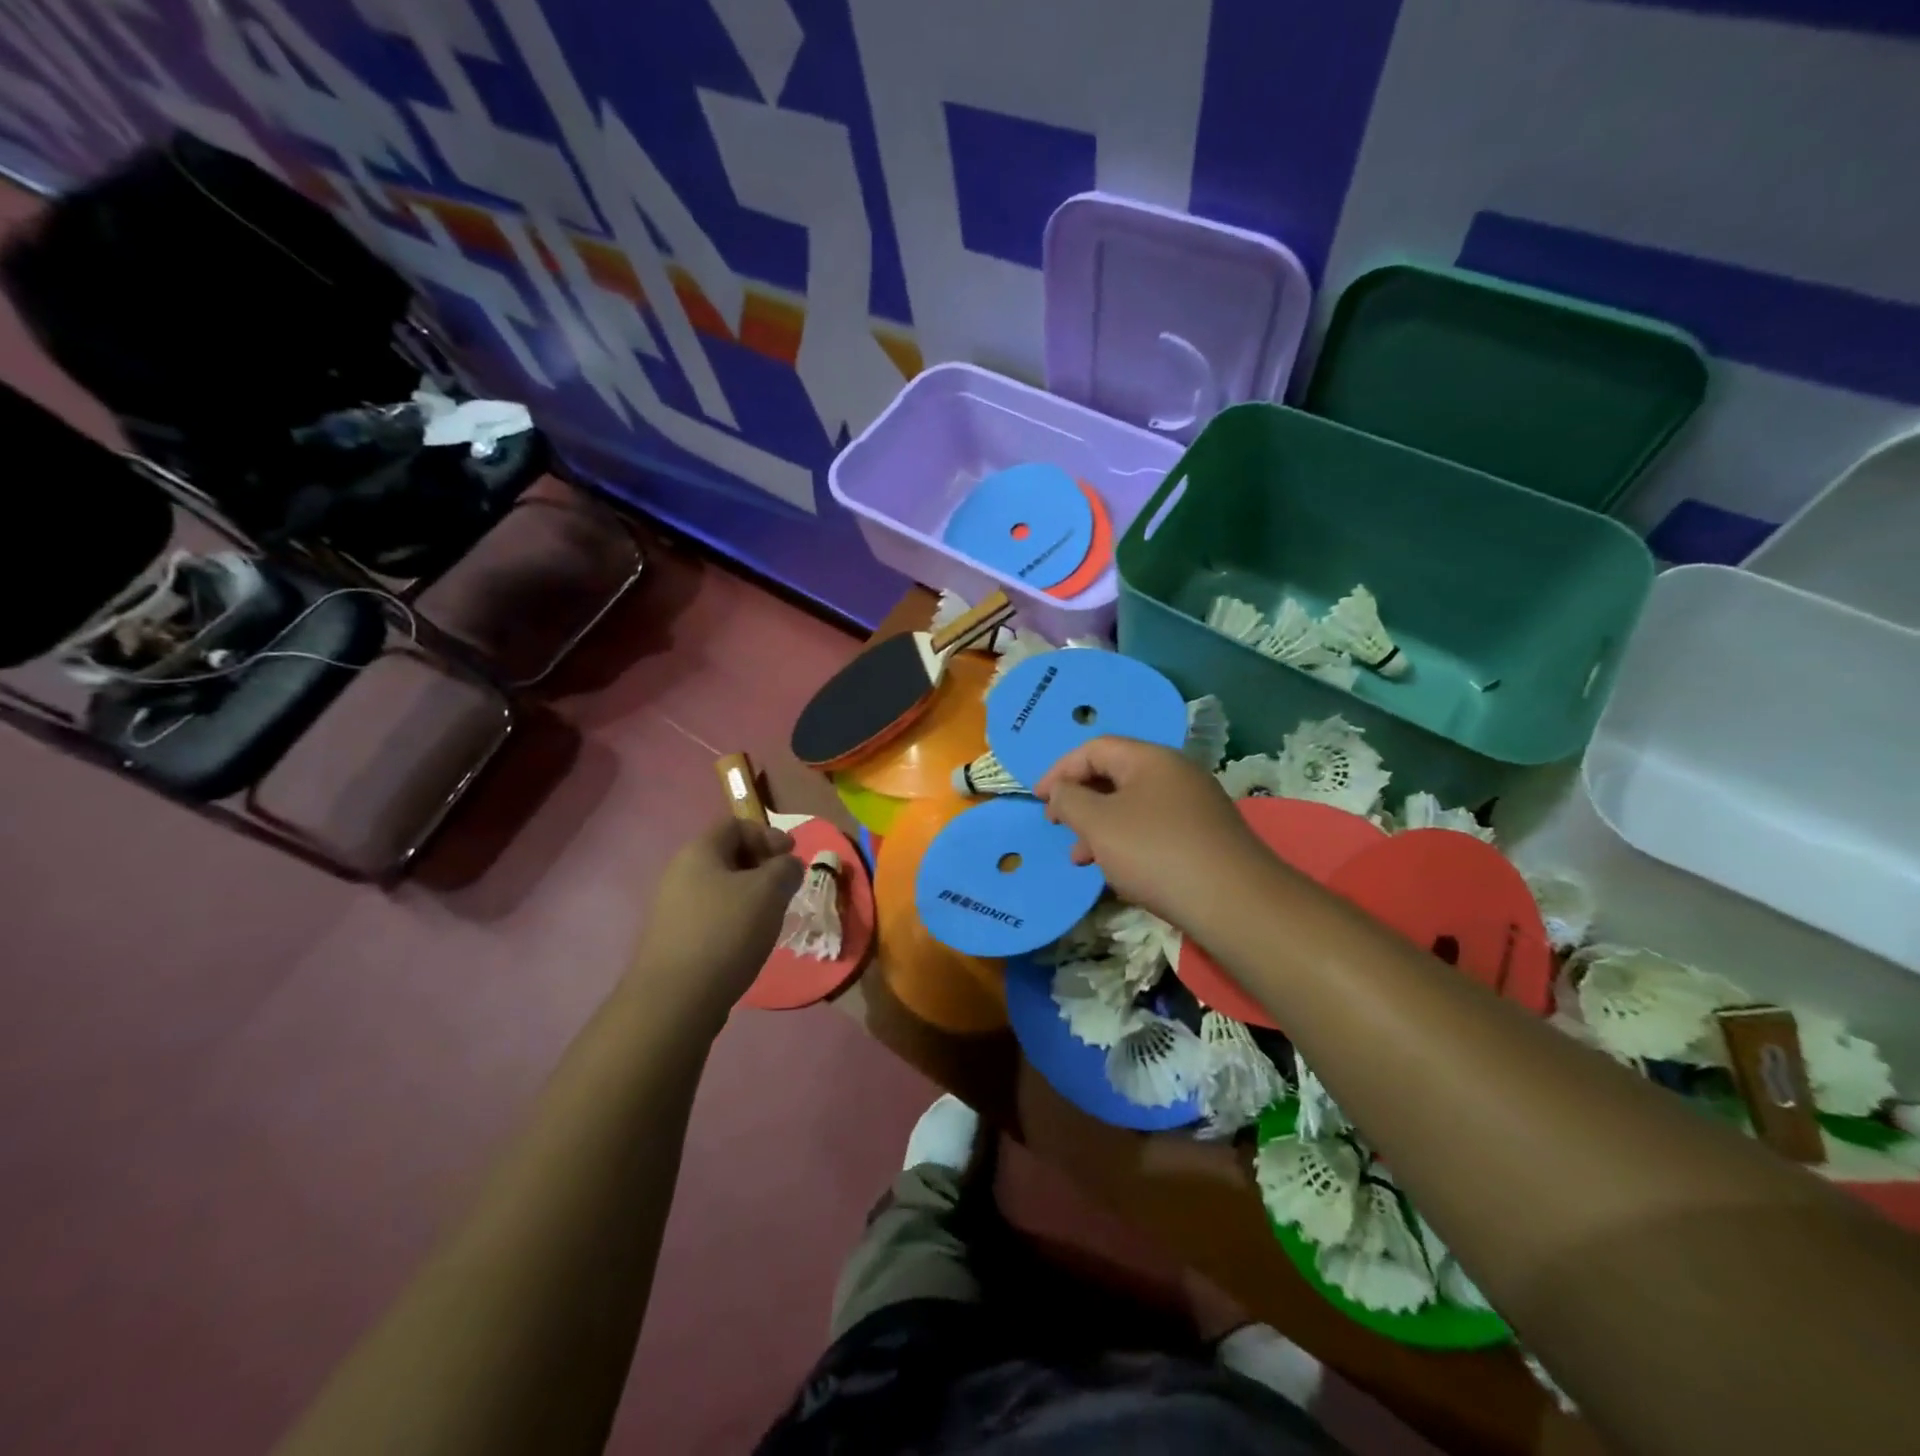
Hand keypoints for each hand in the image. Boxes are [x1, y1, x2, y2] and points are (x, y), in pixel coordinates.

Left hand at [629, 817, 803, 1025]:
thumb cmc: (726, 932)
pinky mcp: (674, 939)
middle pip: (727, 855)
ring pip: (720, 887)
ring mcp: (673, 908)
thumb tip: (788, 865)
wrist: (676, 999)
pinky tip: (748, 940)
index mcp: (699, 852)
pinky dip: (735, 918)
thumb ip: (786, 868)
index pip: (735, 825)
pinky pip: (711, 914)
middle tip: (785, 886)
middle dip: (761, 865)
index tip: (791, 855)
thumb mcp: (769, 891)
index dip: (768, 834)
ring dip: (750, 894)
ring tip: (771, 915)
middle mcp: (679, 873)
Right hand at [1035, 736, 1265, 929]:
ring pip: (1133, 806)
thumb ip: (1070, 801)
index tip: (1039, 801)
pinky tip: (1118, 872)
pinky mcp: (1204, 837)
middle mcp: (1176, 773)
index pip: (1094, 749)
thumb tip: (1062, 790)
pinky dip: (1127, 842)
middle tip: (1059, 827)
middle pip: (1115, 775)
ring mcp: (1194, 806)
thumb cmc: (1156, 852)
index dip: (1060, 770)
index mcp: (1150, 758)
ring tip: (1081, 859)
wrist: (1233, 902)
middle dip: (1080, 801)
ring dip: (1100, 827)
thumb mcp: (1099, 824)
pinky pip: (1153, 828)